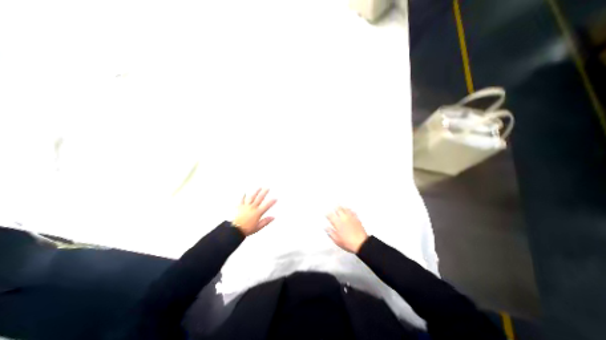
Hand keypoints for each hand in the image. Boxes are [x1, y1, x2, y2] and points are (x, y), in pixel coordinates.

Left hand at [233, 188, 277, 235]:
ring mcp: (246, 206)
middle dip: (264, 193)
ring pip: (252, 197)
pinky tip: (244, 193)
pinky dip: (243, 196)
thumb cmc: (246, 229)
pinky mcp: (239, 207)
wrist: (234, 229)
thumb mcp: (258, 227)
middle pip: (259, 198)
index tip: (275, 198)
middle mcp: (252, 208)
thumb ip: (265, 221)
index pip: (266, 206)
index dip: (271, 202)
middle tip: (267, 188)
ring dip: (256, 192)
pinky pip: (242, 200)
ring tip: (259, 188)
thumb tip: (272, 218)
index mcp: (257, 213)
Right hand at [328, 206, 368, 252]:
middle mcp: (343, 218)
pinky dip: (350, 210)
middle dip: (335, 208)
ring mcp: (350, 217)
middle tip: (334, 207)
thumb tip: (326, 228)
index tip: (327, 214)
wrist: (361, 243)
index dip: (328, 214)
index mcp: (337, 223)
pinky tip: (350, 210)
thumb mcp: (337, 240)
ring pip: (345, 209)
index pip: (330, 215)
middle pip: (338, 209)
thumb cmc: (348, 243)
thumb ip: (331, 233)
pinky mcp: (357, 219)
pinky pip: (353, 212)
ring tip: (341, 206)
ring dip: (342, 207)